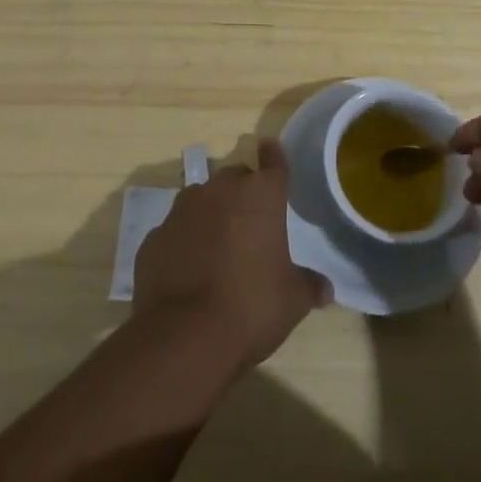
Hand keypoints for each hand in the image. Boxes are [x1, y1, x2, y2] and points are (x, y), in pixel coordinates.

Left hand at [132, 139, 329, 371]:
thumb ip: (308, 286)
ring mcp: (182, 210)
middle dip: (243, 192)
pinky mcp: (155, 237)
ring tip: (217, 246)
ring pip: (202, 199)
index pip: (273, 164)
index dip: (274, 156)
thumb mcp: (292, 301)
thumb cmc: (251, 307)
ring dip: (211, 214)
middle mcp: (220, 190)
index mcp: (260, 196)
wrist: (183, 335)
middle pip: (235, 178)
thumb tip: (325, 289)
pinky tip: (188, 269)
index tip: (269, 146)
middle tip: (250, 221)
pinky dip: (184, 241)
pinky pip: (176, 230)